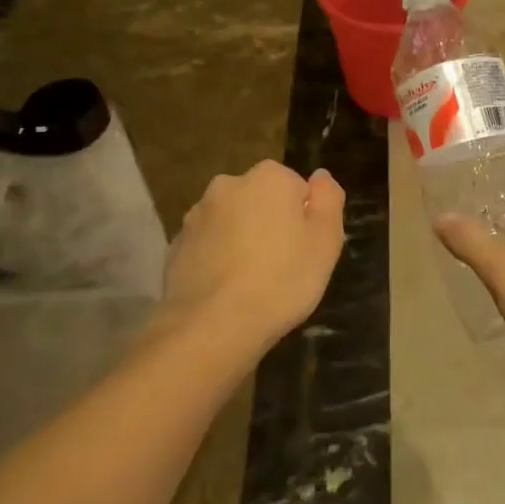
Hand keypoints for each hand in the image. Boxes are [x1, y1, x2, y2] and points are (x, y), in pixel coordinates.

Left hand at [163, 160, 344, 356]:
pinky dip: (217, 259)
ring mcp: (196, 215)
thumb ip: (329, 199)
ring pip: (231, 221)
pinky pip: (207, 246)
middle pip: (260, 200)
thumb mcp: (326, 241)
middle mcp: (228, 185)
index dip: (304, 218)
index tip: (305, 248)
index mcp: (268, 177)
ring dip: (241, 239)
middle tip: (282, 265)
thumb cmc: (281, 280)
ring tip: (251, 283)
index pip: (296, 187)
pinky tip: (225, 291)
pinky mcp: (176, 246)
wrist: (211, 328)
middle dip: (270, 223)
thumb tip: (320, 176)